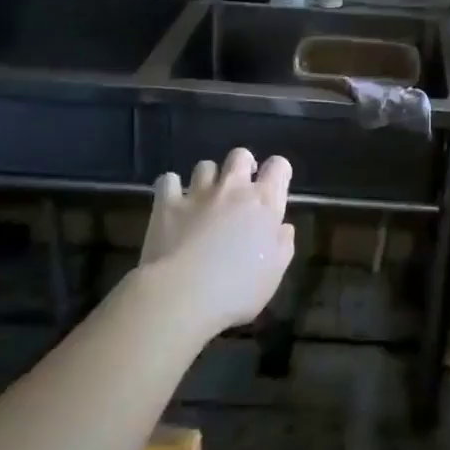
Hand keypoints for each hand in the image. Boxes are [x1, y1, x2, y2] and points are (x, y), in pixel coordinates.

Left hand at [140, 149, 295, 335]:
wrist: (182, 294)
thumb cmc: (237, 288)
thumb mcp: (274, 273)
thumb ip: (283, 245)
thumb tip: (283, 227)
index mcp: (264, 202)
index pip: (278, 166)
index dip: (279, 172)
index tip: (275, 187)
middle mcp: (233, 188)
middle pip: (240, 156)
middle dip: (243, 165)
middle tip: (240, 188)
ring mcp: (197, 193)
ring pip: (205, 166)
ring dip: (208, 178)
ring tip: (205, 198)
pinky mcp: (166, 203)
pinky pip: (168, 180)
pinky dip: (171, 187)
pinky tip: (172, 202)